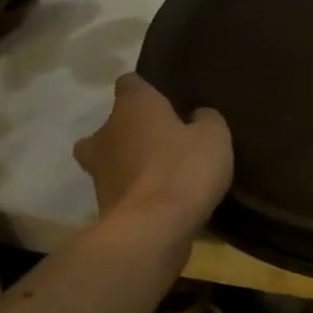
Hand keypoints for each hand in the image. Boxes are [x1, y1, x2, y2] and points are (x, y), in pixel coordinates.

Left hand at [73, 74, 232, 227]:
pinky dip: (135, 192)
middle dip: (133, 132)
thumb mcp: (215, 137)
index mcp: (132, 106)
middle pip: (113, 124)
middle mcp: (106, 132)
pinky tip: (161, 201)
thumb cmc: (183, 170)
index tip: (169, 104)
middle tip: (164, 143)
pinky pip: (120, 190)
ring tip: (163, 176)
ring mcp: (98, 171)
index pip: (130, 83)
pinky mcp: (101, 204)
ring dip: (130, 164)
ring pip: (111, 158)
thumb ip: (206, 120)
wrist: (152, 230)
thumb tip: (197, 115)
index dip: (148, 91)